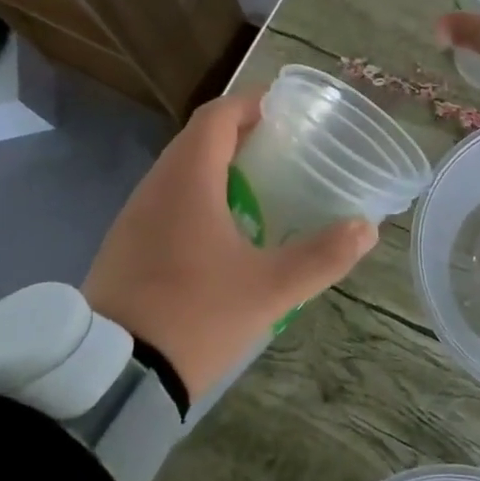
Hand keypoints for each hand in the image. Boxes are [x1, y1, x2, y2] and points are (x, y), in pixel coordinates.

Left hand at [81, 90, 378, 401]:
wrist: (112, 377)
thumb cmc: (195, 315)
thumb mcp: (269, 290)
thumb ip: (321, 257)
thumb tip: (366, 228)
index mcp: (187, 180)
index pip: (217, 116)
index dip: (251, 103)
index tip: (286, 110)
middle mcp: (155, 186)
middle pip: (198, 138)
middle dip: (240, 133)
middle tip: (283, 148)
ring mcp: (134, 217)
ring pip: (180, 170)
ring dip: (218, 166)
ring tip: (260, 185)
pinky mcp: (125, 245)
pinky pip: (166, 200)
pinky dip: (198, 196)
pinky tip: (223, 230)